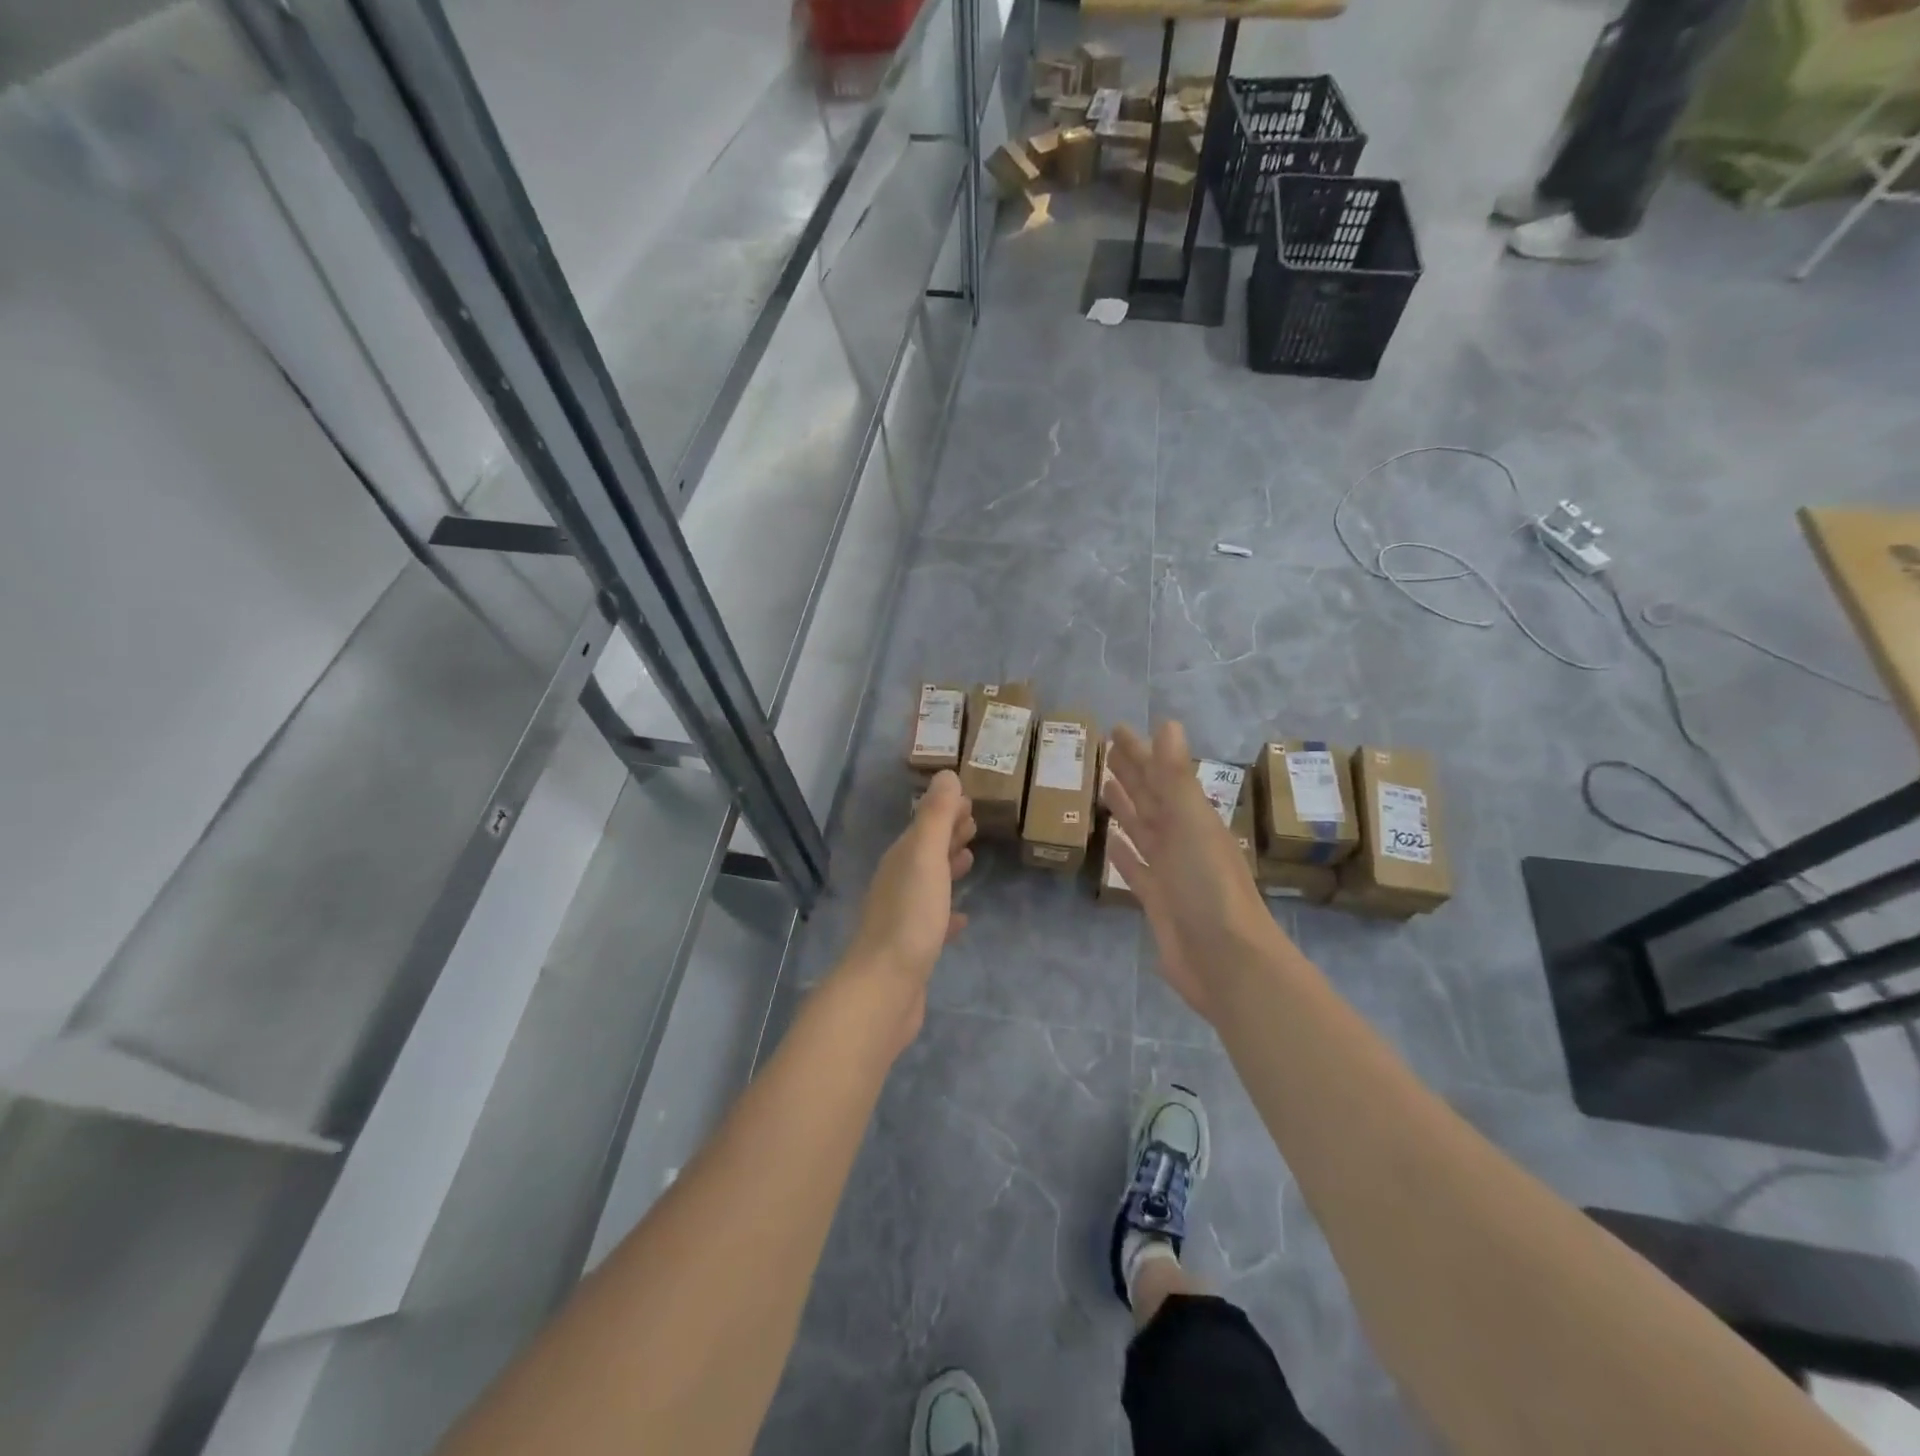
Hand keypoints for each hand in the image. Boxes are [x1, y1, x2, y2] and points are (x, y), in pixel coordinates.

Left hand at [837, 771, 975, 1039]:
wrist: (884, 987)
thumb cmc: (910, 917)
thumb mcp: (925, 858)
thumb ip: (936, 817)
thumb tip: (946, 774)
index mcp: (901, 859)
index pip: (924, 824)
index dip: (945, 810)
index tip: (969, 800)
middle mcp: (897, 882)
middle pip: (925, 850)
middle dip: (948, 833)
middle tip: (975, 822)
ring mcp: (902, 916)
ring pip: (928, 881)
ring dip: (948, 866)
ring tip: (970, 858)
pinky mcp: (912, 948)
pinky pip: (933, 919)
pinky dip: (948, 911)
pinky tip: (962, 918)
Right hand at [1103, 722, 1281, 1024]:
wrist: (1227, 961)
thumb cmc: (1209, 887)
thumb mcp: (1191, 824)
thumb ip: (1176, 777)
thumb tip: (1168, 724)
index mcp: (1192, 818)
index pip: (1160, 775)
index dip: (1140, 752)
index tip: (1118, 729)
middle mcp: (1182, 840)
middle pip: (1150, 798)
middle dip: (1131, 773)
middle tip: (1106, 748)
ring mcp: (1169, 871)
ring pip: (1142, 829)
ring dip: (1126, 807)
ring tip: (1104, 785)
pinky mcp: (1157, 900)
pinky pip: (1135, 868)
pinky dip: (1124, 853)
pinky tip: (1110, 841)